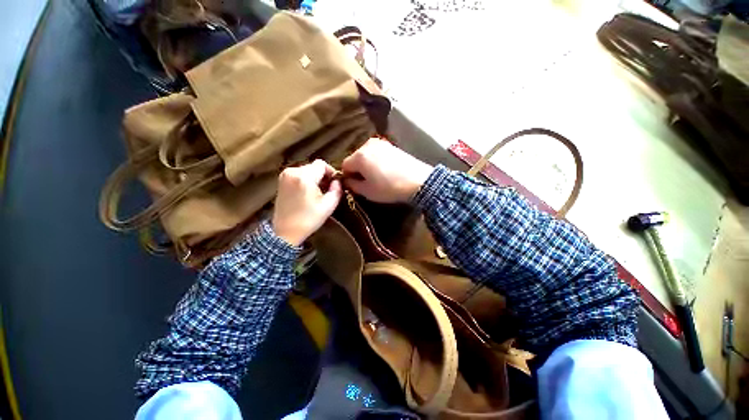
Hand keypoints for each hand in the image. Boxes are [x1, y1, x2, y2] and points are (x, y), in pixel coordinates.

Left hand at [272, 160, 342, 245]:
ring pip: (306, 170)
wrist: (285, 232)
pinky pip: (298, 174)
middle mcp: (292, 172)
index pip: (321, 164)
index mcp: (304, 177)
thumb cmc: (309, 219)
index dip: (331, 171)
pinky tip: (308, 192)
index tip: (335, 183)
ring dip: (314, 178)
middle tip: (328, 188)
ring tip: (318, 191)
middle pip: (313, 166)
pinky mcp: (281, 181)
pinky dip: (305, 180)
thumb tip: (337, 181)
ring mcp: (284, 176)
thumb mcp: (328, 206)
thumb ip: (336, 190)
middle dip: (322, 175)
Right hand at [342, 138, 432, 202]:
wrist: (417, 180)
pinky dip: (376, 161)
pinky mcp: (390, 145)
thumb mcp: (367, 191)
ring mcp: (380, 143)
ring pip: (366, 155)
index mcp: (359, 156)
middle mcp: (367, 145)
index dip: (347, 176)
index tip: (354, 185)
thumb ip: (353, 185)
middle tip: (366, 181)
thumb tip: (347, 180)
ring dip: (367, 165)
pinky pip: (376, 153)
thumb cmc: (389, 188)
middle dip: (357, 169)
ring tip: (377, 176)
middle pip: (355, 158)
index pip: (344, 165)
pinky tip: (385, 170)